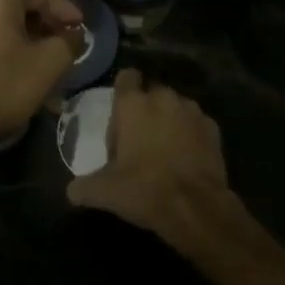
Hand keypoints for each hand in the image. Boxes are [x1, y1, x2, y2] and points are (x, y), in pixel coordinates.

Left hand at [0, 0, 82, 145]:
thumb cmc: (9, 84)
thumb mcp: (52, 61)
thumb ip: (70, 41)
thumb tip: (74, 34)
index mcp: (0, 3)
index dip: (65, 8)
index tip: (81, 26)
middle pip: (19, 10)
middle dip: (46, 25)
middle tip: (65, 41)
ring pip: (2, 30)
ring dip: (27, 40)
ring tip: (43, 59)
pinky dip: (7, 53)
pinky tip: (17, 73)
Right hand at [66, 69, 241, 250]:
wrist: (196, 208)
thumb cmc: (145, 189)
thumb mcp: (105, 191)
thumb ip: (83, 186)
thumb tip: (72, 190)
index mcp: (133, 103)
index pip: (125, 76)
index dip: (122, 90)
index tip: (119, 111)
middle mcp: (162, 97)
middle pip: (150, 92)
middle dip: (145, 109)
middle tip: (138, 139)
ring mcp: (191, 110)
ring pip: (175, 106)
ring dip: (168, 120)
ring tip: (164, 149)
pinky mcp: (212, 127)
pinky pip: (195, 123)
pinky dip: (190, 134)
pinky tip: (186, 157)